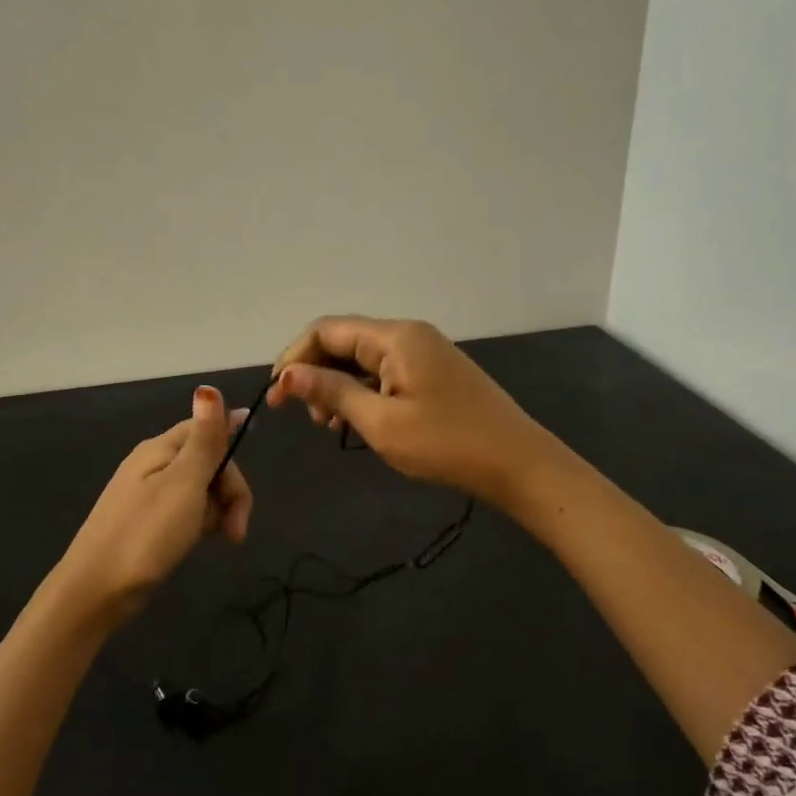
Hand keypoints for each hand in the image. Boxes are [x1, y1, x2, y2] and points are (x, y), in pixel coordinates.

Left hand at [55, 386, 252, 614]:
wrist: (96, 591)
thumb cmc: (145, 535)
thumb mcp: (183, 483)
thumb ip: (203, 439)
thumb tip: (209, 388)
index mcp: (159, 449)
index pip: (207, 431)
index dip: (232, 455)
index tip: (243, 492)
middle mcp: (152, 465)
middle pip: (207, 462)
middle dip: (229, 492)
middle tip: (236, 532)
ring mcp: (147, 495)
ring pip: (199, 490)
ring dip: (217, 512)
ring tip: (219, 540)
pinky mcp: (146, 522)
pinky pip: (184, 511)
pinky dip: (198, 524)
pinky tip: (197, 542)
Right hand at [270, 315, 552, 507]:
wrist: (518, 464)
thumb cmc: (446, 444)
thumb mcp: (381, 422)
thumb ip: (332, 392)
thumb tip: (287, 375)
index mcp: (395, 337)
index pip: (326, 330)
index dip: (294, 359)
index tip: (276, 398)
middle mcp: (408, 335)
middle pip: (344, 341)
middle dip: (315, 373)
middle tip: (306, 417)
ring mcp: (424, 353)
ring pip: (362, 359)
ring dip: (337, 386)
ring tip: (330, 425)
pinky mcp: (433, 374)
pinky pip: (384, 373)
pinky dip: (362, 393)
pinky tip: (357, 422)